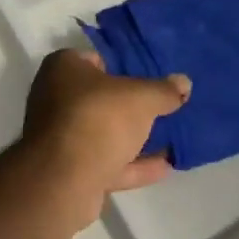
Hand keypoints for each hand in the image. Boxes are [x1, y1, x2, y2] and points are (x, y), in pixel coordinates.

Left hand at [20, 50, 190, 216]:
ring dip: (133, 138)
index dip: (122, 65)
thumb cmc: (98, 118)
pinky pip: (106, 162)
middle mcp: (55, 98)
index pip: (94, 59)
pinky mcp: (69, 170)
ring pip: (103, 133)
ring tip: (170, 137)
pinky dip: (133, 165)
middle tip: (163, 105)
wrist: (63, 179)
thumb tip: (183, 83)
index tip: (149, 75)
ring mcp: (60, 137)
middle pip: (99, 98)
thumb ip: (163, 91)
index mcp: (63, 69)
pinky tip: (164, 166)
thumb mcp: (141, 98)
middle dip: (129, 105)